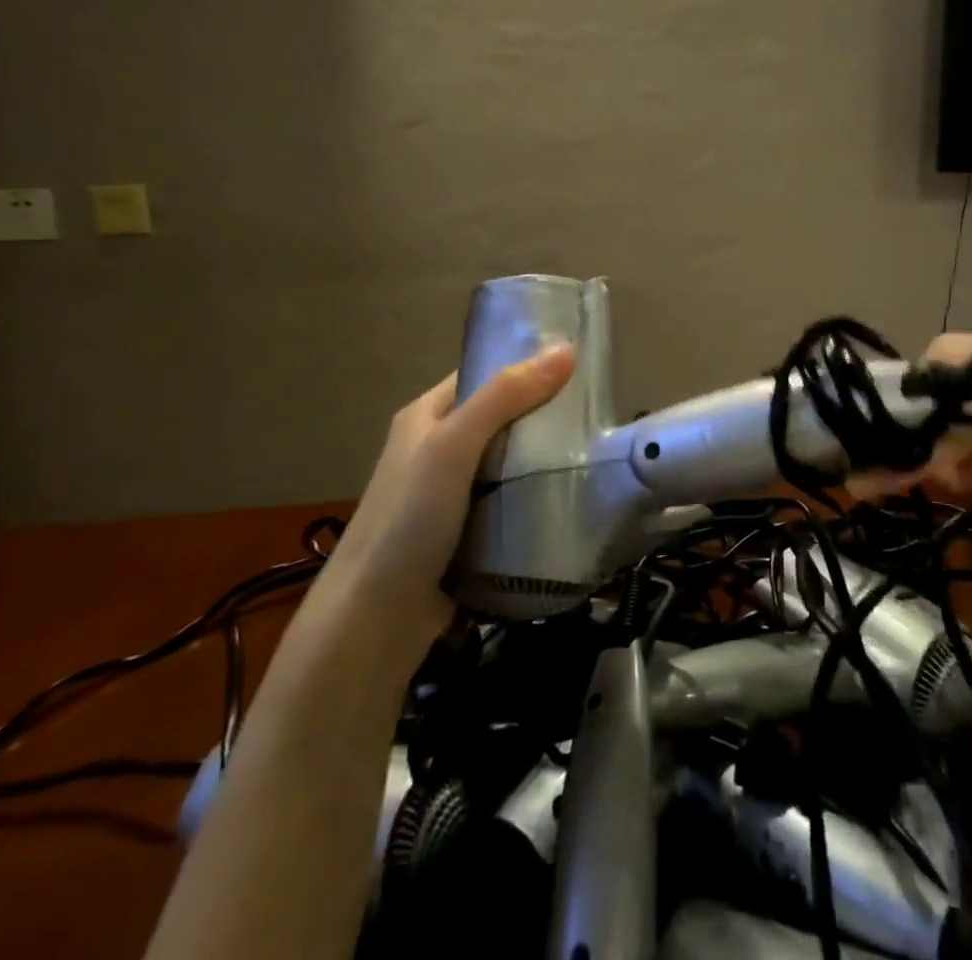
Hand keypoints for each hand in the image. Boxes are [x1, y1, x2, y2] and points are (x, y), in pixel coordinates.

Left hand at [334, 343, 576, 641]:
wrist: (374, 622)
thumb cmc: (408, 520)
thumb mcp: (454, 446)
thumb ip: (506, 396)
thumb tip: (566, 349)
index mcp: (425, 416)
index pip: (484, 374)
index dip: (526, 365)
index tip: (579, 365)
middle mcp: (437, 449)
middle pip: (502, 418)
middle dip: (545, 415)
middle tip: (598, 412)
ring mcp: (452, 494)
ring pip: (510, 462)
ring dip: (545, 459)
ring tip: (597, 449)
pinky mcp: (469, 532)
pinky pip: (511, 501)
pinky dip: (537, 497)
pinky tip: (574, 495)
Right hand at [847, 330, 971, 501]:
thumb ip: (920, 454)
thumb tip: (857, 483)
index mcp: (936, 357)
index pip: (897, 407)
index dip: (904, 447)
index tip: (923, 479)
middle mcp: (956, 365)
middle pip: (929, 427)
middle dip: (947, 461)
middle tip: (970, 480)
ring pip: (961, 437)